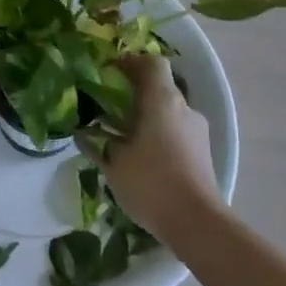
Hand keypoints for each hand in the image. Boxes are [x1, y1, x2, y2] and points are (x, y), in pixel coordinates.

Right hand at [86, 54, 223, 243]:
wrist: (197, 223)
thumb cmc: (151, 182)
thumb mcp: (114, 162)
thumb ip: (96, 143)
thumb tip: (82, 132)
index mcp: (163, 99)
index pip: (152, 63)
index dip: (131, 63)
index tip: (111, 74)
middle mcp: (184, 107)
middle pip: (161, 86)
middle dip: (136, 93)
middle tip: (111, 109)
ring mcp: (198, 130)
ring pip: (170, 110)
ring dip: (149, 116)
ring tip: (126, 137)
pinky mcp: (203, 152)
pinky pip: (178, 130)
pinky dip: (161, 134)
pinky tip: (145, 157)